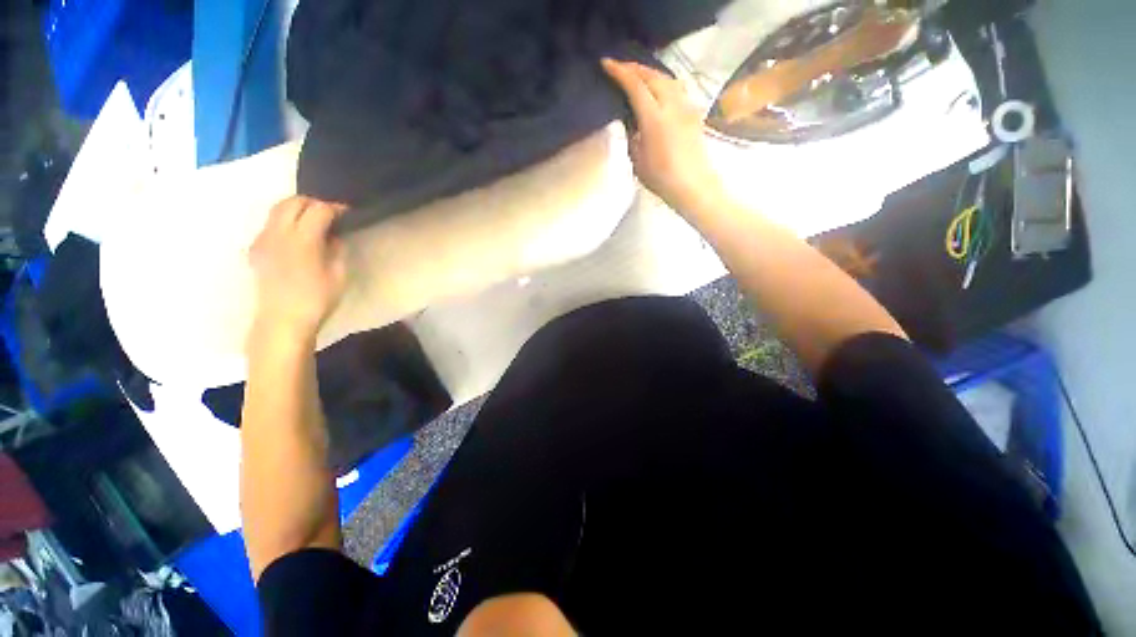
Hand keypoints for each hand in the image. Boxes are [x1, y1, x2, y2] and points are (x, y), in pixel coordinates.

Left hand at [248, 196, 347, 342]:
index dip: (335, 208)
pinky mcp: (255, 249)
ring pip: (277, 209)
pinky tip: (295, 238)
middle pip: (293, 202)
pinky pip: (269, 225)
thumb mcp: (338, 275)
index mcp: (303, 240)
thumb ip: (337, 250)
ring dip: (296, 209)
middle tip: (328, 214)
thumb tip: (333, 236)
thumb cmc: (317, 300)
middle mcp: (279, 234)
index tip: (347, 214)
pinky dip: (284, 222)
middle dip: (313, 202)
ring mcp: (263, 240)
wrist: (282, 320)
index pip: (318, 210)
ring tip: (311, 221)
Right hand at [602, 58, 724, 211]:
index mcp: (654, 118)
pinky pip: (677, 87)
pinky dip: (663, 81)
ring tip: (637, 74)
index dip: (619, 72)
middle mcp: (672, 105)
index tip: (606, 64)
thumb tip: (630, 119)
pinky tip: (658, 88)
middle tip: (619, 67)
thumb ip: (631, 135)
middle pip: (652, 75)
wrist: (693, 185)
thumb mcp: (637, 159)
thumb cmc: (661, 178)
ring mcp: (685, 106)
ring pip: (667, 78)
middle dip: (634, 67)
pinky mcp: (693, 112)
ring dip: (650, 72)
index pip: (635, 85)